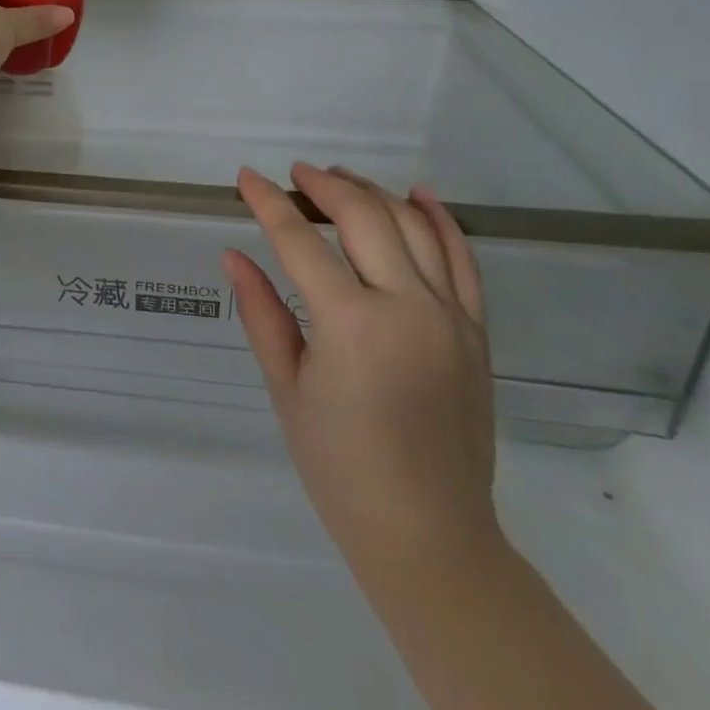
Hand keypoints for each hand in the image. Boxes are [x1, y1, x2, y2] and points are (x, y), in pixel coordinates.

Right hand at [227, 165, 498, 582]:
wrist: (428, 534)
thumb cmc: (339, 467)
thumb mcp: (286, 387)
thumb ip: (262, 312)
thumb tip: (234, 255)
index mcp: (350, 324)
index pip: (300, 241)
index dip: (267, 202)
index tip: (245, 177)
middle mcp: (406, 307)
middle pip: (363, 217)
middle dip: (323, 186)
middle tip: (294, 175)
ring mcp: (449, 317)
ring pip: (413, 226)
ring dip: (373, 192)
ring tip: (339, 180)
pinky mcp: (476, 332)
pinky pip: (463, 260)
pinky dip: (441, 220)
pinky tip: (418, 195)